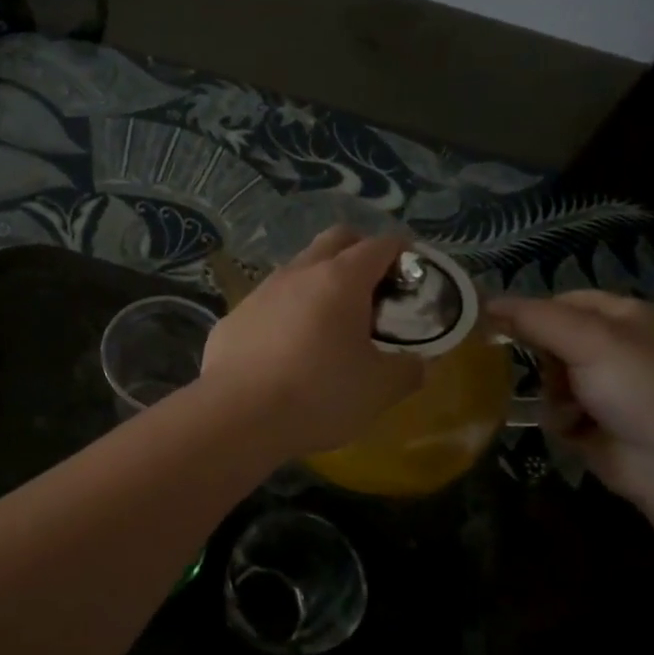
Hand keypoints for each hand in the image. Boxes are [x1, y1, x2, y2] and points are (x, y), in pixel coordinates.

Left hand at [202, 227, 425, 457]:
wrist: (236, 414)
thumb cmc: (317, 394)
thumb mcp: (379, 389)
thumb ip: (407, 370)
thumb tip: (419, 363)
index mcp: (340, 279)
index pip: (380, 245)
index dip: (403, 254)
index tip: (413, 277)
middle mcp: (298, 272)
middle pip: (335, 240)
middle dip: (360, 252)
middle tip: (375, 291)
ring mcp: (261, 291)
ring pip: (298, 268)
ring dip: (320, 282)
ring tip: (332, 323)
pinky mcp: (234, 316)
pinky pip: (269, 302)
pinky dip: (288, 312)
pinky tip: (288, 349)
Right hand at [486, 291, 653, 507]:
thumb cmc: (640, 388)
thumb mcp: (588, 339)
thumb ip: (533, 318)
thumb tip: (482, 302)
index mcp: (624, 316)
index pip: (561, 301)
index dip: (532, 312)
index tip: (498, 326)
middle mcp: (616, 347)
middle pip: (551, 339)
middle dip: (542, 357)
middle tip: (548, 371)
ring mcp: (606, 387)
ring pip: (548, 376)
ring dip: (550, 392)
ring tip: (567, 407)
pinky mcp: (595, 423)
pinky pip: (555, 409)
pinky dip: (558, 418)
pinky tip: (574, 429)